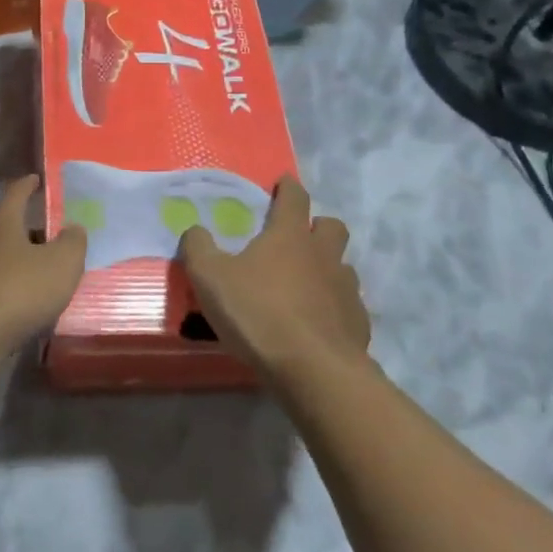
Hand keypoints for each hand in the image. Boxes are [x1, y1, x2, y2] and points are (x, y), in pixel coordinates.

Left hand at [0, 176, 87, 356]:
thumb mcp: (62, 263)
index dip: (28, 184)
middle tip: (55, 232)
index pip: (15, 193)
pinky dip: (15, 283)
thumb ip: (73, 242)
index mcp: (2, 222)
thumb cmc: (20, 290)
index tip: (36, 178)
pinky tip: (30, 298)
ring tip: (48, 268)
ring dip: (23, 258)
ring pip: (3, 255)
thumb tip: (73, 228)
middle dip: (31, 227)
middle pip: (8, 225)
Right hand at [178, 177, 369, 375]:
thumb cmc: (258, 313)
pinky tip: (316, 323)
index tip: (283, 182)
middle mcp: (323, 255)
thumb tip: (195, 230)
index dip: (288, 187)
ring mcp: (346, 289)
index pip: (294, 198)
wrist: (313, 369)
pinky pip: (347, 304)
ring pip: (342, 265)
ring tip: (305, 285)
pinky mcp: (357, 323)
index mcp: (289, 236)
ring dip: (327, 268)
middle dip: (317, 225)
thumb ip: (198, 248)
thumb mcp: (210, 278)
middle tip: (298, 237)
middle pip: (331, 226)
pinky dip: (333, 307)